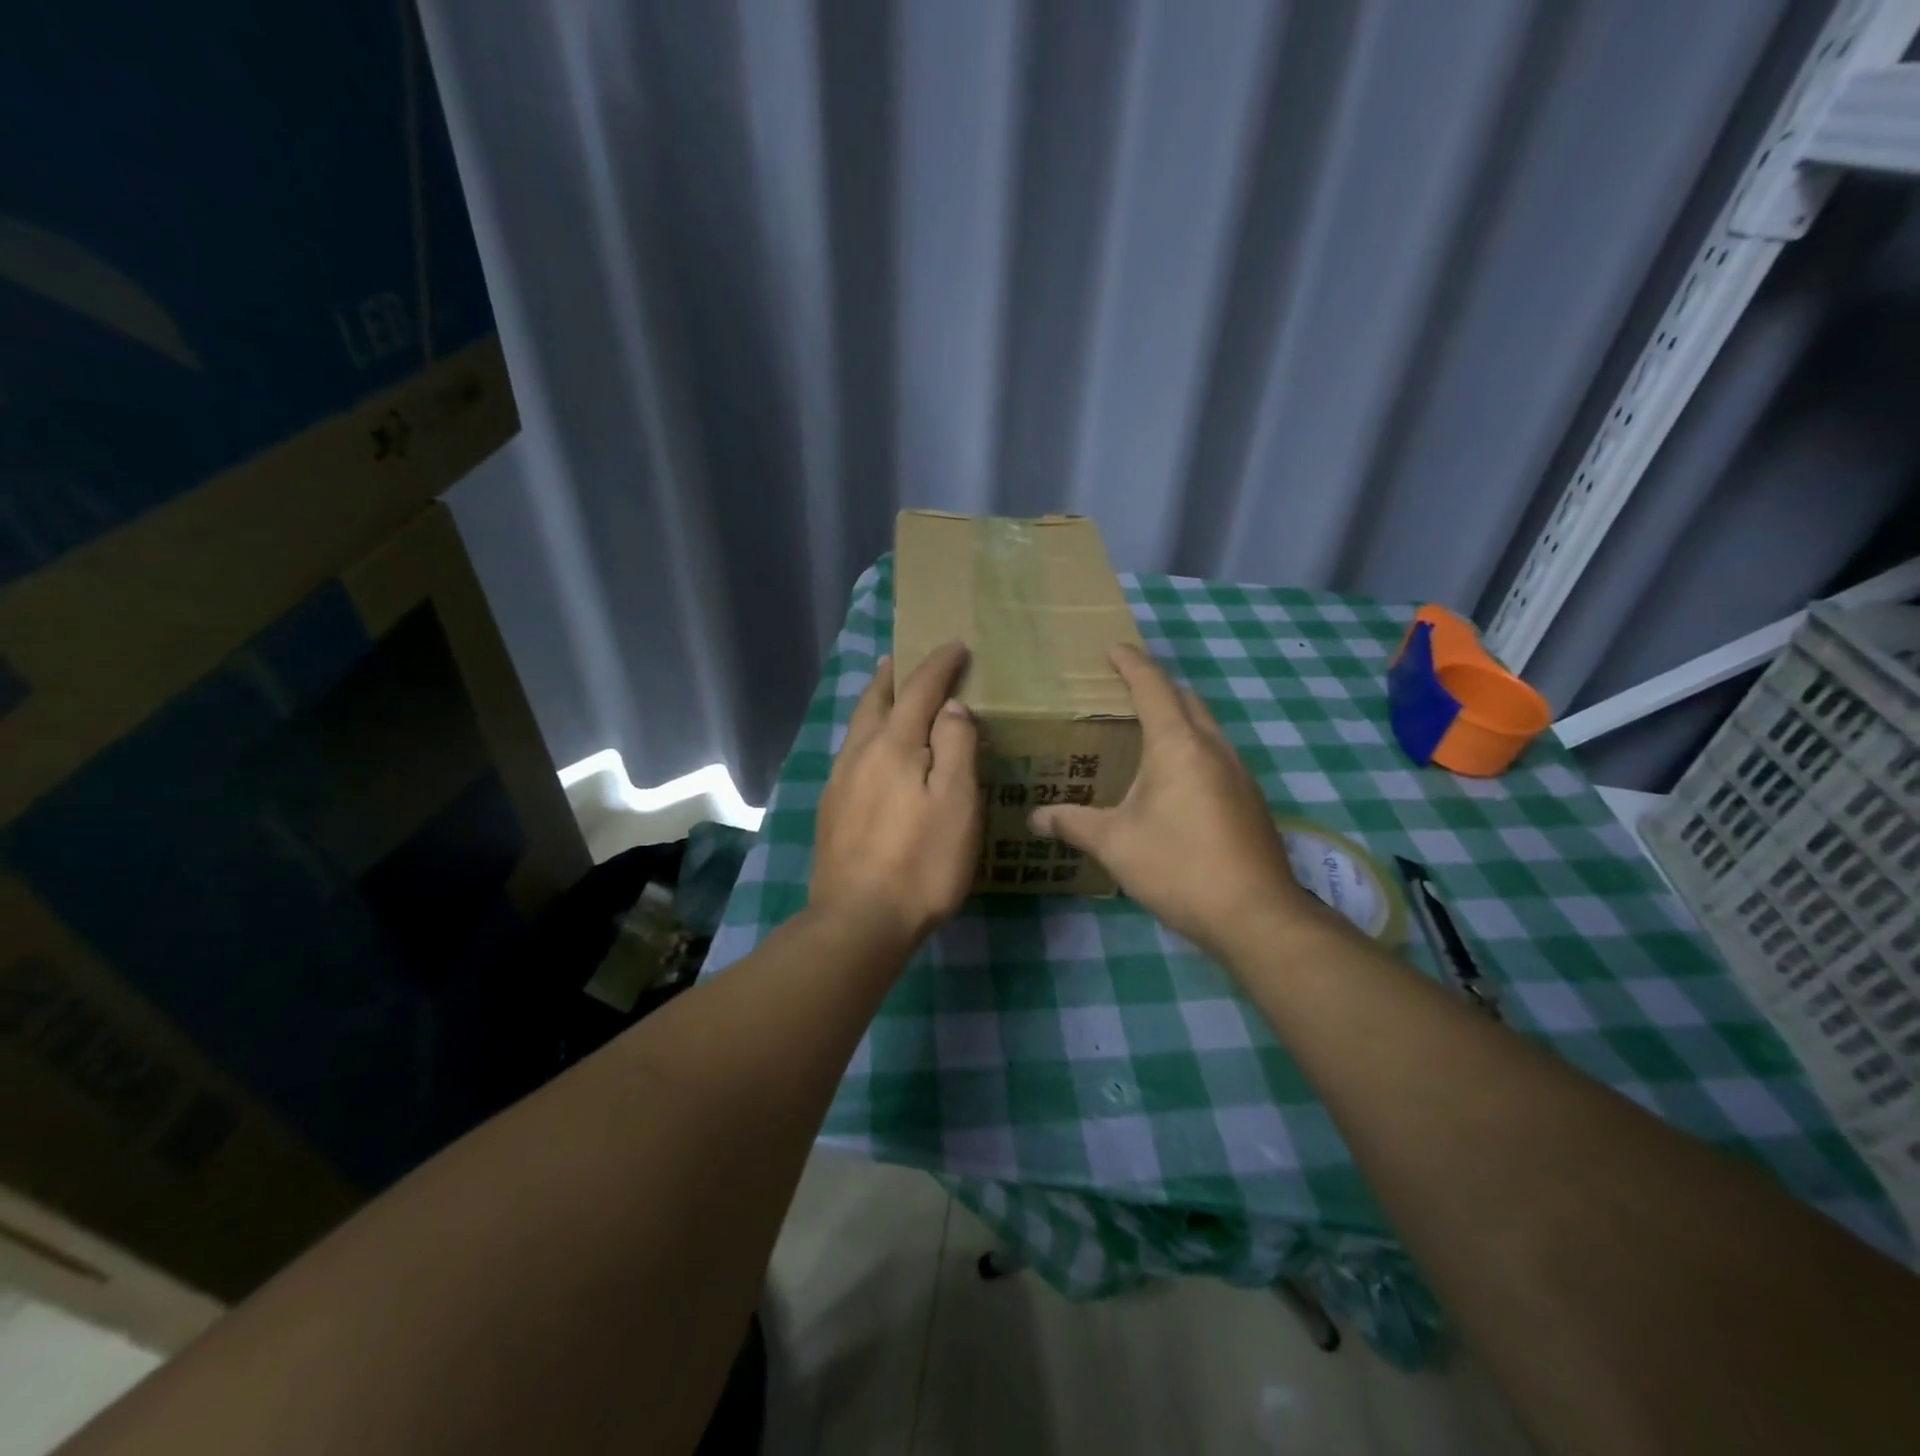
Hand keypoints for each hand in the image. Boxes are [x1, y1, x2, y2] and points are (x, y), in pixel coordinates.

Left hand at [810, 641, 981, 950]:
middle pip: (875, 700)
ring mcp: (839, 782)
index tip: (956, 645)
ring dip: (875, 702)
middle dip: (893, 674)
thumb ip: (956, 746)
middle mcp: (859, 753)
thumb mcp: (957, 802)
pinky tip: (873, 753)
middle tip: (903, 656)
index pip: (919, 689)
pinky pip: (851, 754)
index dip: (939, 664)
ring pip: (857, 727)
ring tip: (888, 693)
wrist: (858, 920)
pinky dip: (867, 735)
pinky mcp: (831, 810)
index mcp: (893, 745)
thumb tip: (950, 706)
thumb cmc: (921, 862)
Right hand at [1029, 643, 1320, 957]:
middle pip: (1186, 700)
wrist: (1255, 915)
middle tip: (1126, 688)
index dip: (1132, 664)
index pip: (1153, 687)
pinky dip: (1193, 748)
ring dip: (1179, 718)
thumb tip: (1034, 818)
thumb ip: (1072, 823)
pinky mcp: (1249, 800)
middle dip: (1158, 686)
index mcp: (1178, 745)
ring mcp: (1239, 774)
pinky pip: (1216, 755)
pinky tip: (1175, 780)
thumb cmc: (1178, 866)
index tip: (1114, 648)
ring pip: (1206, 728)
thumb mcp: (1114, 844)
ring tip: (1147, 731)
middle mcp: (1213, 748)